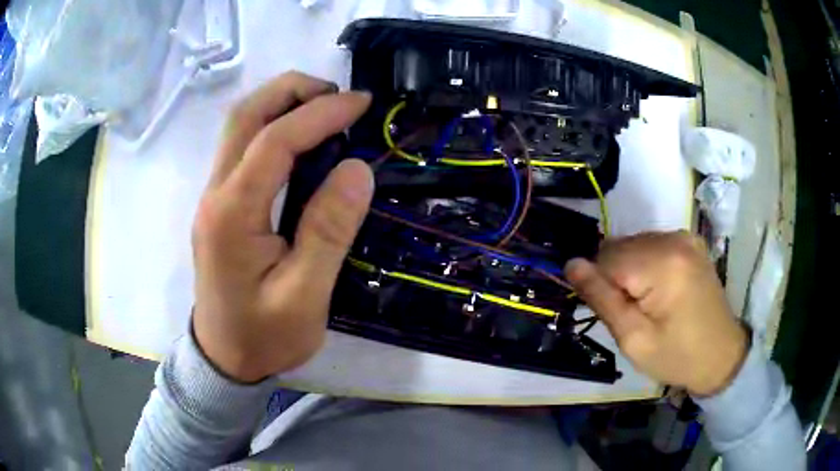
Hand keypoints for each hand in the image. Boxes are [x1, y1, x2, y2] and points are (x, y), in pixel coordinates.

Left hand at [191, 72, 373, 382]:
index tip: (361, 104)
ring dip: (281, 104)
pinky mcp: (219, 205)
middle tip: (338, 95)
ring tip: (325, 108)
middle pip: (245, 115)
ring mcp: (212, 197)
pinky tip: (301, 139)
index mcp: (233, 214)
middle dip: (292, 90)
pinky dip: (273, 127)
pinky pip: (241, 148)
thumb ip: (328, 231)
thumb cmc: (264, 337)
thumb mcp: (305, 296)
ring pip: (239, 126)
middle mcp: (215, 194)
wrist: (224, 359)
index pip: (275, 140)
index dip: (320, 113)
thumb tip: (357, 169)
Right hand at [565, 231, 747, 395]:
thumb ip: (602, 299)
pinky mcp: (689, 241)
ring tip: (648, 303)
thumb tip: (571, 264)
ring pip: (632, 245)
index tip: (616, 315)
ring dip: (629, 272)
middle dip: (615, 278)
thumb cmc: (677, 355)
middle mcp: (673, 238)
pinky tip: (659, 290)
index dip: (600, 288)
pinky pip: (650, 245)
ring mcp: (684, 236)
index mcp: (662, 263)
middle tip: (633, 313)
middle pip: (619, 247)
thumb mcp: (634, 339)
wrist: (721, 354)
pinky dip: (645, 265)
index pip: (605, 259)